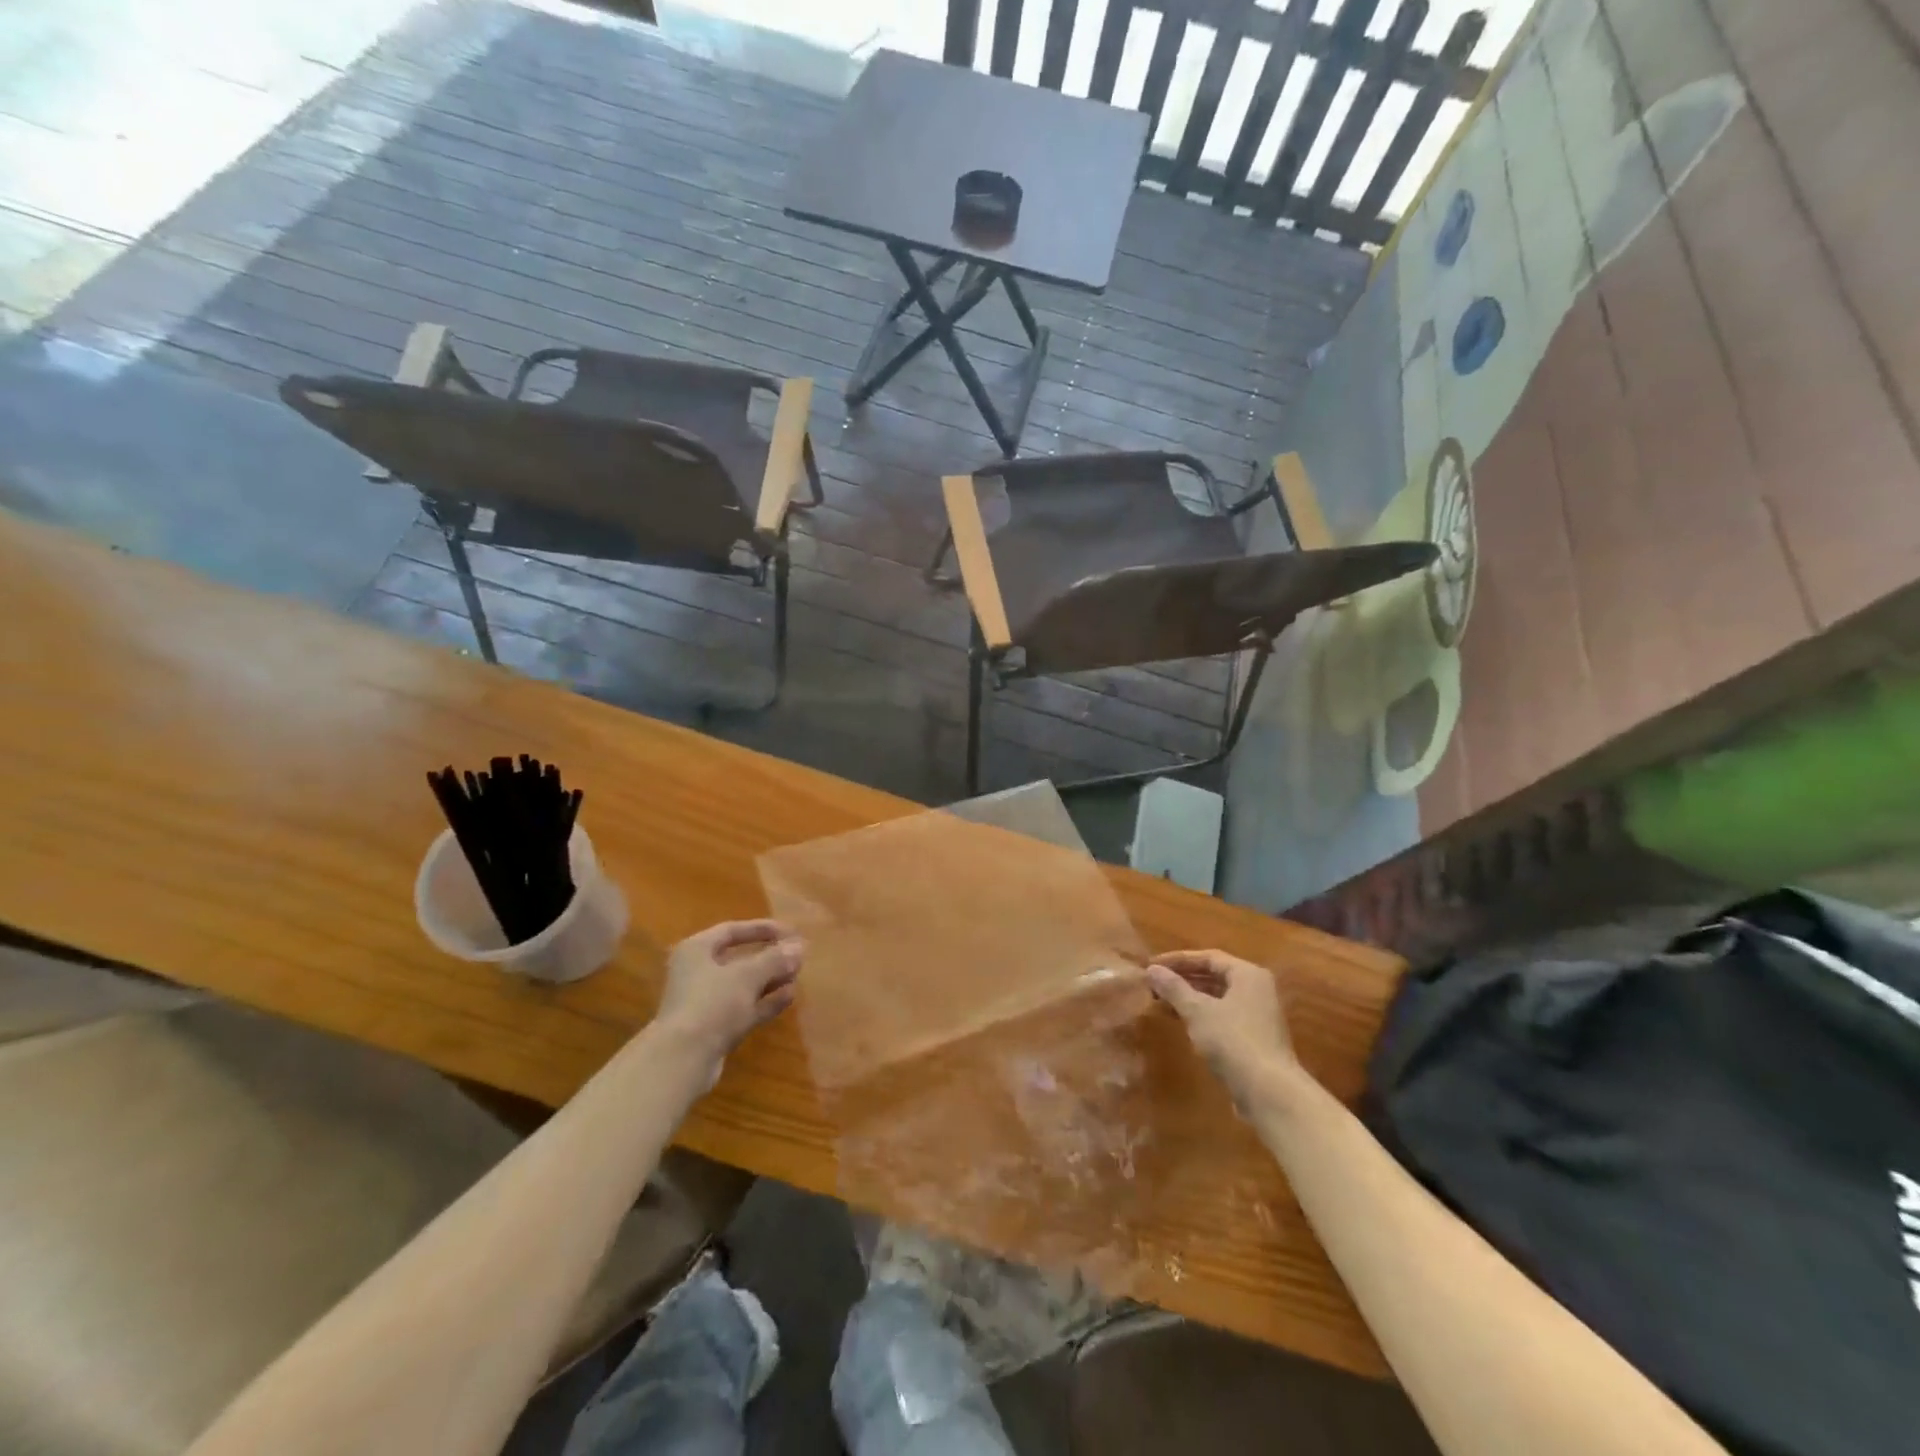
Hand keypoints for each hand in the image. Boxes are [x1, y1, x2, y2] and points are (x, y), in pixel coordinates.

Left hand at [654, 920, 803, 1067]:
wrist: (683, 1059)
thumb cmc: (711, 1003)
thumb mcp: (747, 975)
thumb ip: (775, 959)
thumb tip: (799, 947)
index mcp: (696, 950)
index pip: (731, 931)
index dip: (761, 929)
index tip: (790, 932)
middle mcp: (697, 973)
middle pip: (738, 959)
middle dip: (769, 957)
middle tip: (797, 955)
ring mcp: (705, 1002)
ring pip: (743, 986)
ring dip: (770, 980)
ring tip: (798, 975)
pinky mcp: (714, 1028)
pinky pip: (744, 1008)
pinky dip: (765, 1002)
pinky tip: (790, 997)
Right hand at [1147, 949, 1300, 1109]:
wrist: (1270, 1092)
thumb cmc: (1233, 1041)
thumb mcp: (1197, 1011)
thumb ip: (1174, 988)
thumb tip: (1151, 969)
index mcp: (1248, 975)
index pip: (1209, 957)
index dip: (1178, 959)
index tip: (1152, 965)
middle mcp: (1256, 990)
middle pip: (1214, 976)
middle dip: (1183, 979)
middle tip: (1154, 983)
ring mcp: (1258, 1016)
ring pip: (1217, 998)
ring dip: (1189, 998)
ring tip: (1161, 1002)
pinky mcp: (1254, 1038)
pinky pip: (1222, 1016)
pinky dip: (1201, 1015)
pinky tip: (1181, 1023)